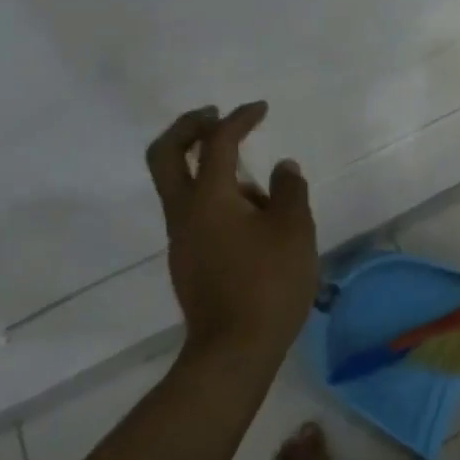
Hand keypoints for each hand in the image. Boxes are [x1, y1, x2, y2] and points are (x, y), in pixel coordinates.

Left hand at [145, 102, 317, 365]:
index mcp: (208, 198)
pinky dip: (215, 197)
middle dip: (187, 127)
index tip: (260, 109)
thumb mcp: (294, 230)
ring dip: (208, 168)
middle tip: (213, 115)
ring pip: (180, 185)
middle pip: (166, 154)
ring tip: (261, 192)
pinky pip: (195, 213)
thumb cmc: (268, 283)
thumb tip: (282, 168)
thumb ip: (289, 190)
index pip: (217, 143)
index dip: (238, 119)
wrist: (234, 351)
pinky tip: (253, 221)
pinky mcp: (188, 261)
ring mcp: (181, 239)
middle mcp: (184, 212)